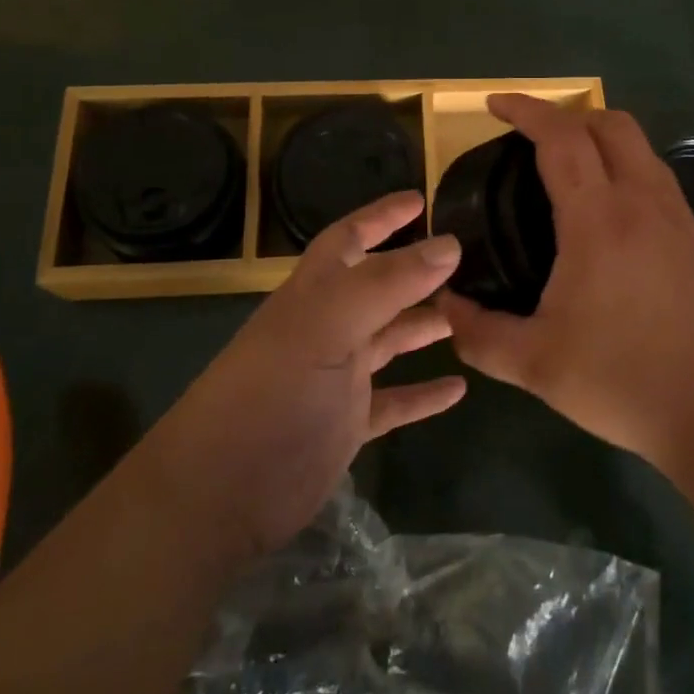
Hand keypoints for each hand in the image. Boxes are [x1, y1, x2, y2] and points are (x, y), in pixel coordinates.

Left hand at [149, 192, 464, 560]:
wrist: (221, 493)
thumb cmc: (273, 393)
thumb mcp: (328, 326)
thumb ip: (388, 282)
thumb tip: (450, 243)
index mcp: (315, 293)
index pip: (350, 237)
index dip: (382, 216)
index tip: (423, 199)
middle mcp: (327, 327)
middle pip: (378, 287)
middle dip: (417, 271)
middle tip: (468, 262)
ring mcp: (337, 377)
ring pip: (391, 339)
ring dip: (426, 325)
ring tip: (472, 313)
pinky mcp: (347, 424)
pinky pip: (395, 401)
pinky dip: (424, 393)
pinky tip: (459, 389)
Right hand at [440, 95, 693, 472]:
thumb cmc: (629, 382)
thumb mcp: (537, 366)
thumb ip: (480, 334)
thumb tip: (441, 307)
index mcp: (599, 220)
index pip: (561, 137)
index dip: (526, 110)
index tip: (495, 103)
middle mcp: (644, 203)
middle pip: (611, 124)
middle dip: (567, 114)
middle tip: (532, 137)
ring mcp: (681, 220)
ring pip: (642, 150)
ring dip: (602, 139)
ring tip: (570, 171)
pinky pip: (659, 182)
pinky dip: (628, 172)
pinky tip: (613, 220)